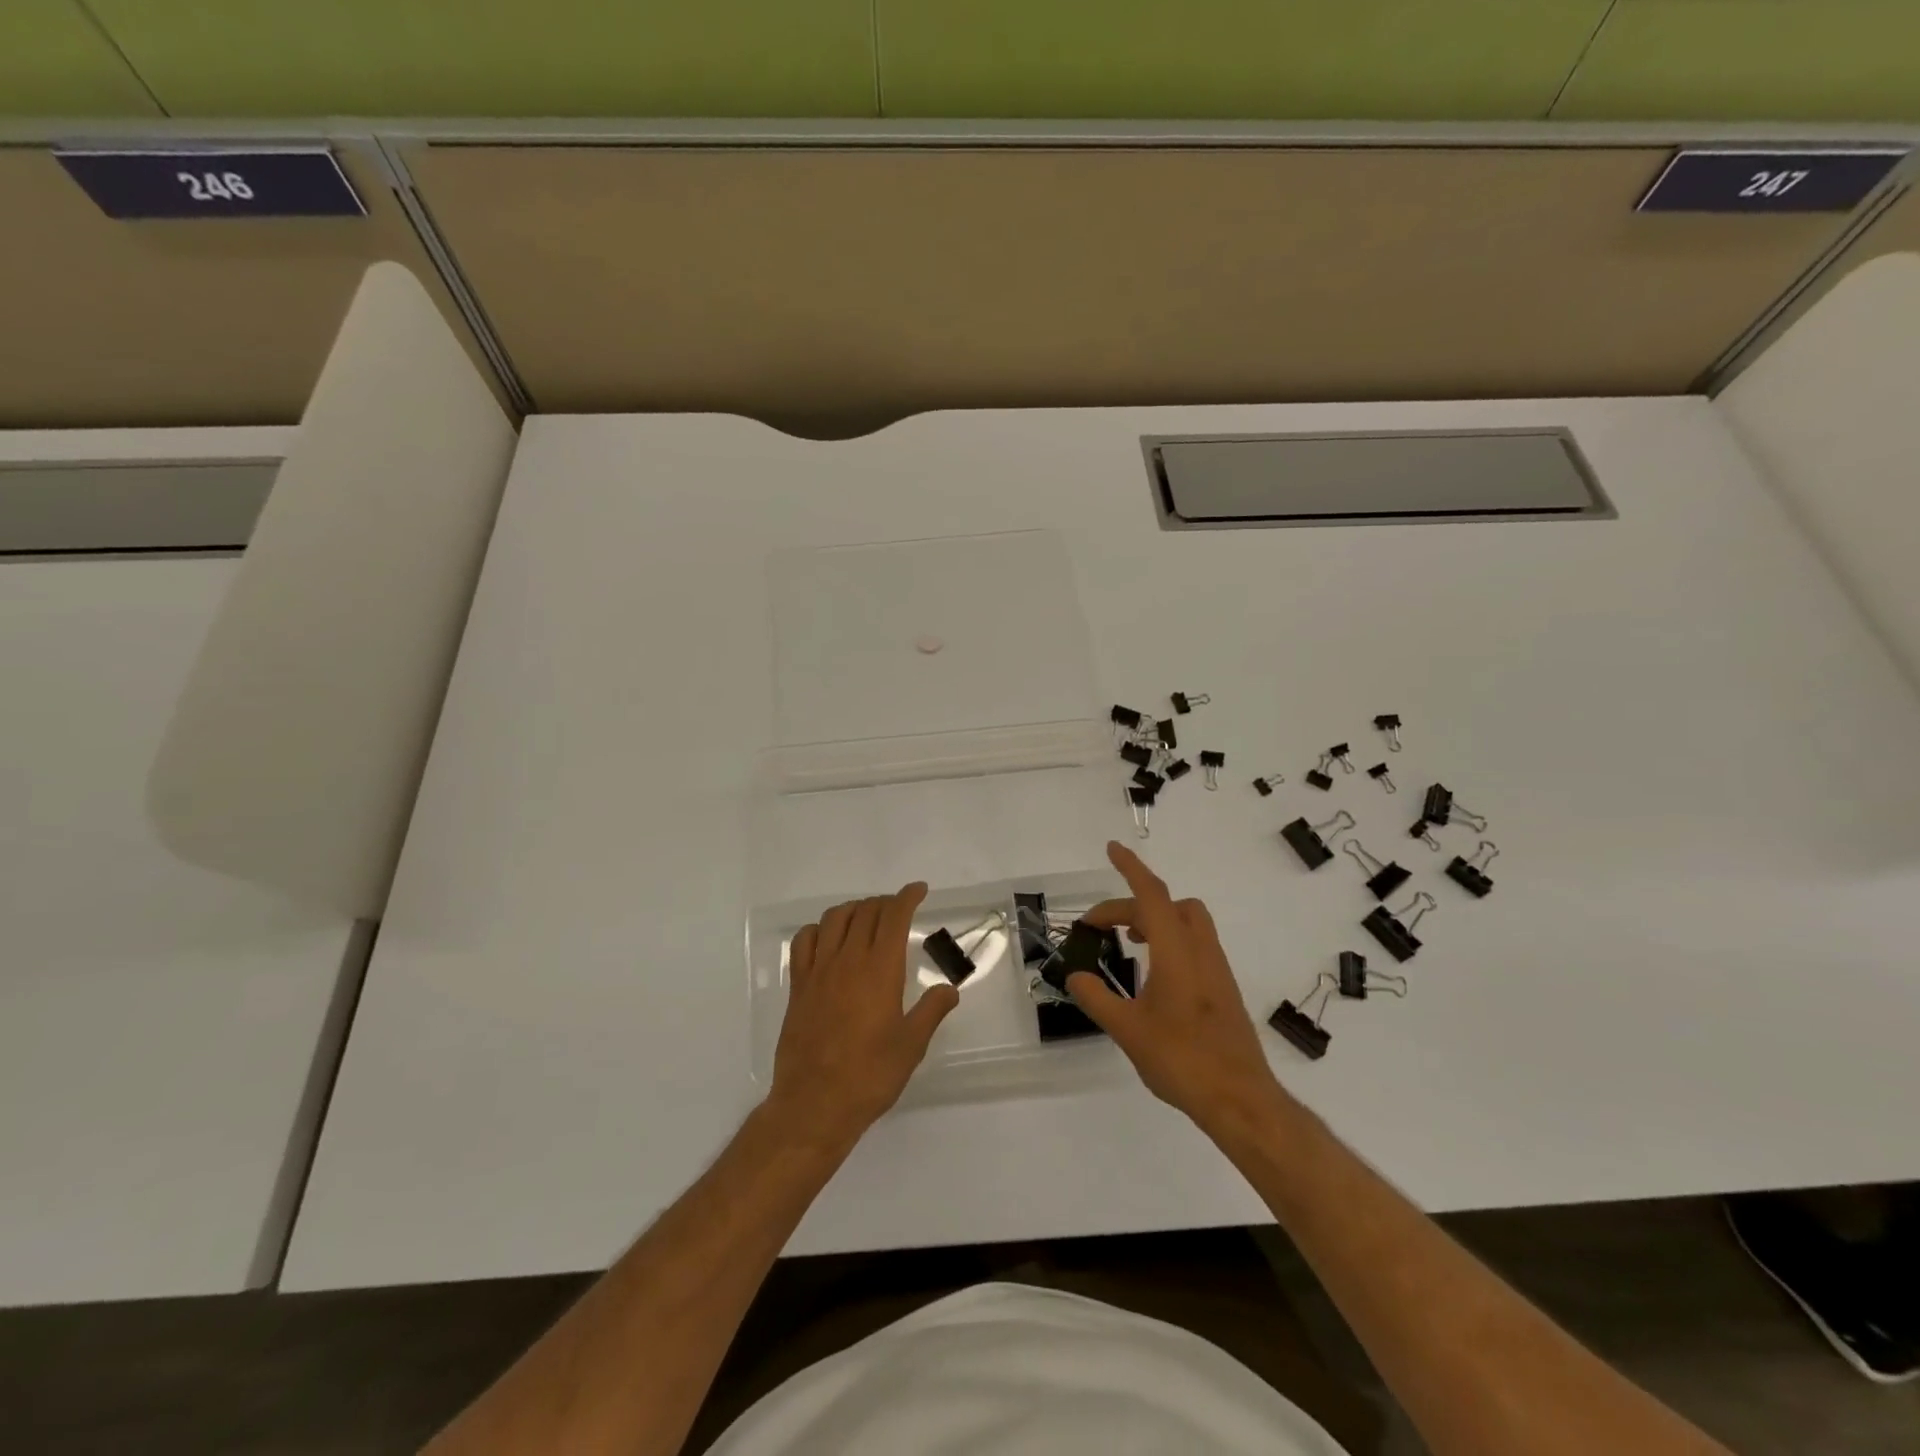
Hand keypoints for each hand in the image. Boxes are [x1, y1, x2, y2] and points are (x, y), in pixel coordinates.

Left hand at [767, 883, 958, 1147]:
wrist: (814, 1104)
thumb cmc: (870, 1075)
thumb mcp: (912, 1045)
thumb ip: (931, 1011)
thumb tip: (949, 989)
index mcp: (880, 969)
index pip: (893, 916)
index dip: (907, 897)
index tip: (919, 890)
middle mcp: (848, 960)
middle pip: (865, 911)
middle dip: (884, 902)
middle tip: (898, 909)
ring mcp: (819, 970)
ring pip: (834, 919)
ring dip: (854, 909)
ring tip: (866, 917)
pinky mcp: (798, 986)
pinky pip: (804, 941)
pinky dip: (818, 929)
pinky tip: (827, 938)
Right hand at [1067, 842, 1291, 1137]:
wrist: (1240, 1098)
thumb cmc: (1182, 1060)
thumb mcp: (1127, 1030)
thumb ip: (1097, 998)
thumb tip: (1076, 976)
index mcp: (1176, 952)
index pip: (1150, 895)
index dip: (1130, 867)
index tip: (1112, 848)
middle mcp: (1200, 950)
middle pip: (1167, 904)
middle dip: (1131, 904)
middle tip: (1099, 927)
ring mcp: (1216, 968)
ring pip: (1187, 920)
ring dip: (1154, 918)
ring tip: (1128, 940)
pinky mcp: (1223, 986)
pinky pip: (1194, 942)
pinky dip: (1169, 938)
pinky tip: (1152, 972)